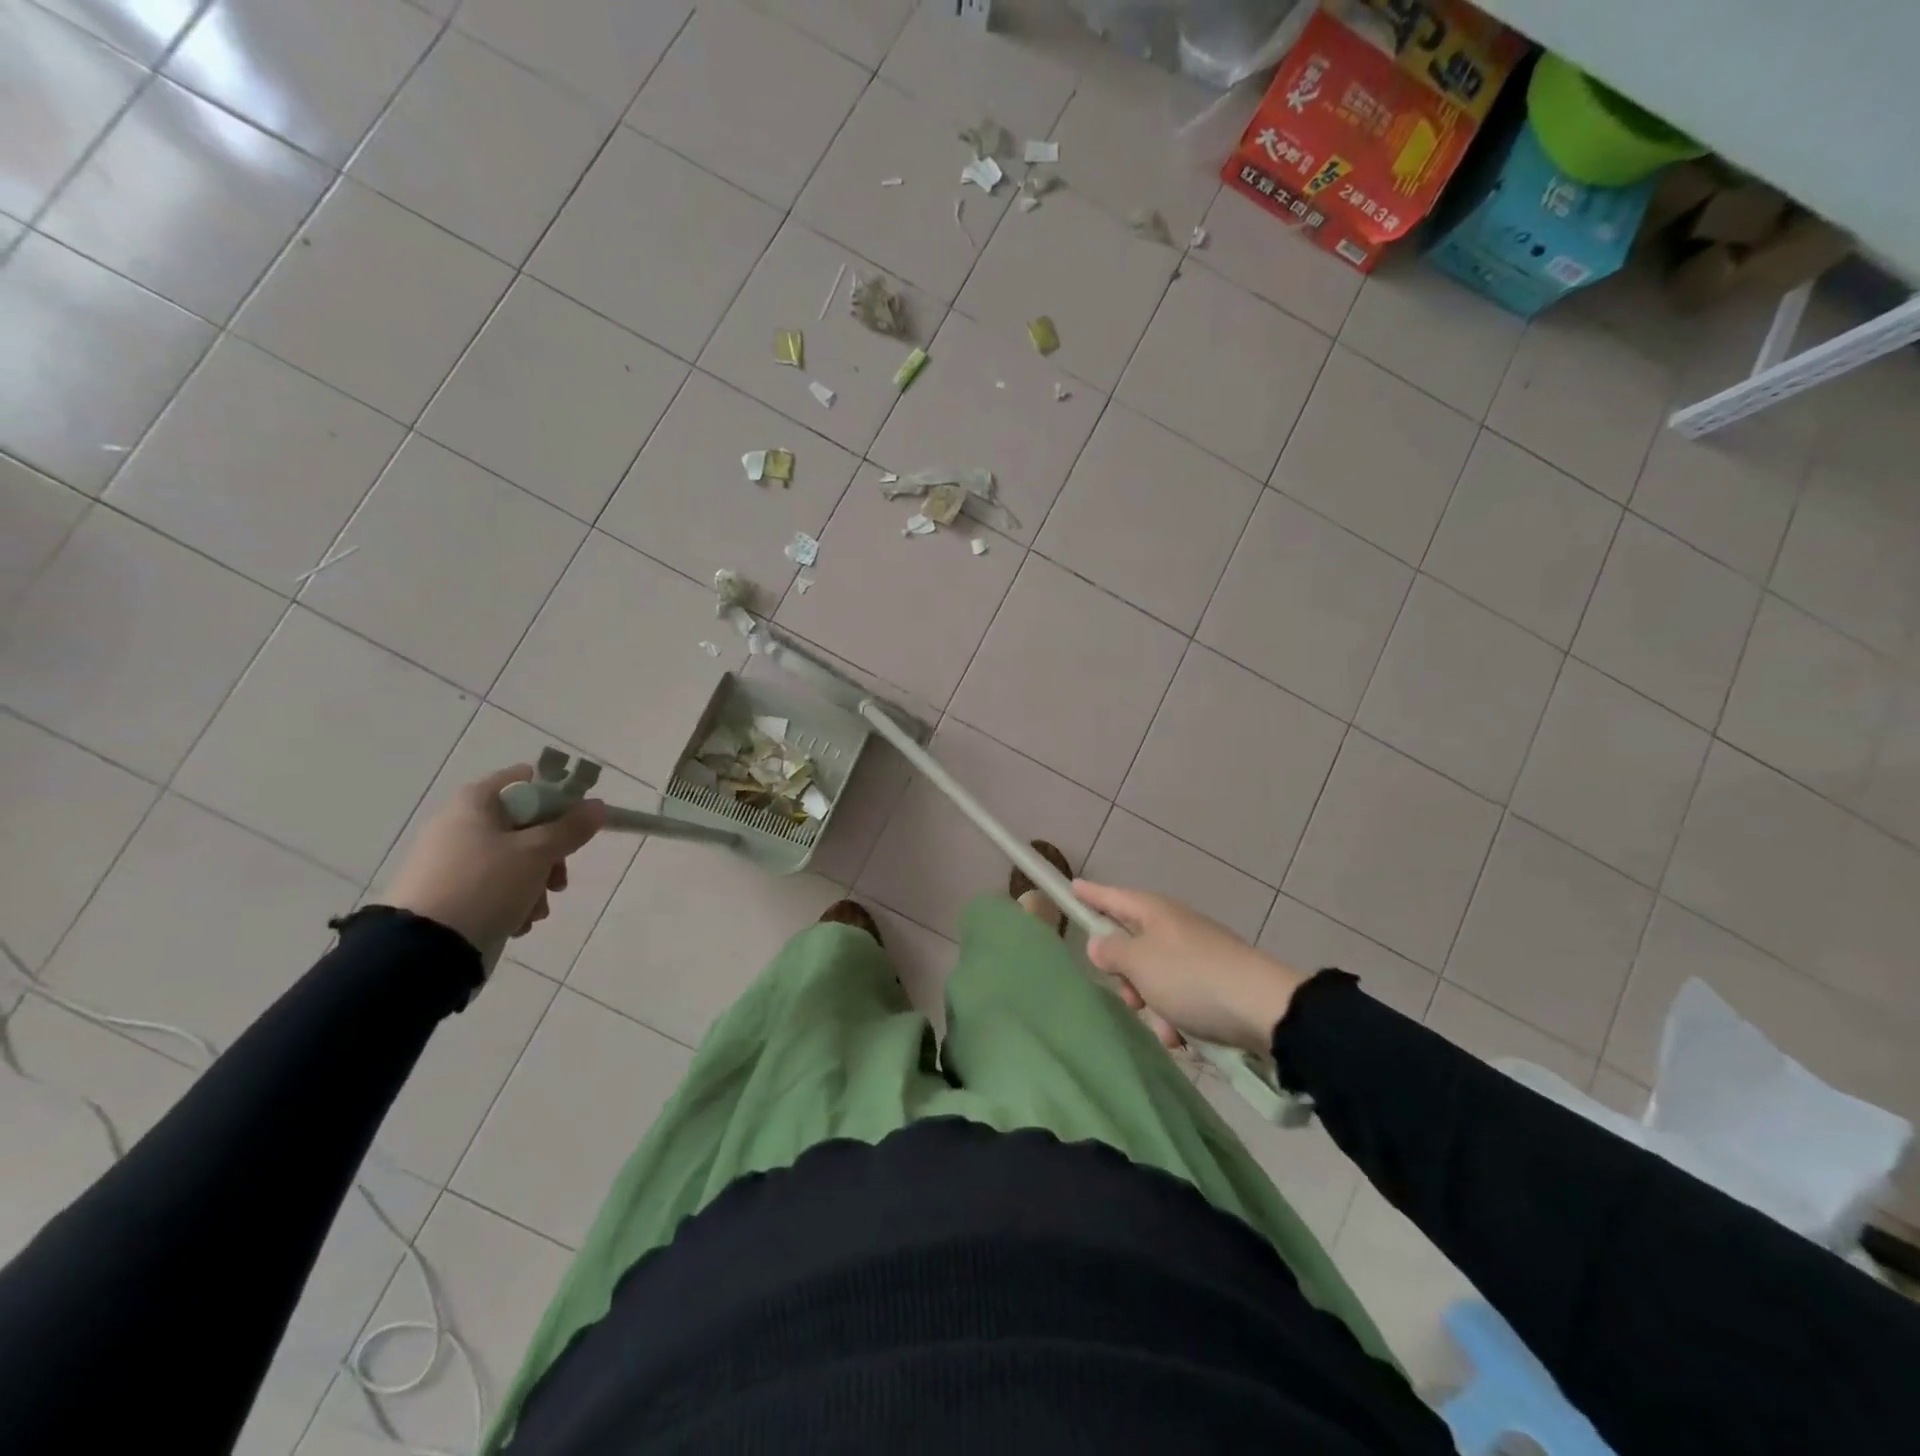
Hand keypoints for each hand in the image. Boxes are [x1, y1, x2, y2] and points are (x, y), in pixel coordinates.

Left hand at [380, 765, 606, 956]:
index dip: (558, 799)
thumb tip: (597, 806)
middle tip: (558, 881)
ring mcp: (450, 858)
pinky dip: (512, 899)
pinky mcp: (447, 890)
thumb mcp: (538, 853)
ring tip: (536, 911)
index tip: (576, 825)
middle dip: (551, 855)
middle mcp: (460, 822)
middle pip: (526, 825)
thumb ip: (572, 827)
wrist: (423, 949)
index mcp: (476, 801)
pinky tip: (517, 921)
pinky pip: (493, 884)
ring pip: (514, 858)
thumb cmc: (486, 885)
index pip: (528, 780)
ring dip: (536, 883)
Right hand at [1074, 880, 1303, 1054]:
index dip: (1091, 895)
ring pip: (1156, 976)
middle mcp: (1174, 926)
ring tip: (1166, 1028)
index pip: (1112, 897)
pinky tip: (1184, 1037)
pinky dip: (1177, 1016)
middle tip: (1129, 997)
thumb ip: (1111, 951)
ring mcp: (1197, 953)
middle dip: (1125, 974)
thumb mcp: (1139, 963)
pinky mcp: (1216, 981)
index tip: (1072, 887)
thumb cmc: (1190, 978)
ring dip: (1153, 1004)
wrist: (1264, 1008)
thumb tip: (1100, 943)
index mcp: (1154, 911)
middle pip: (1133, 943)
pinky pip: (1181, 996)